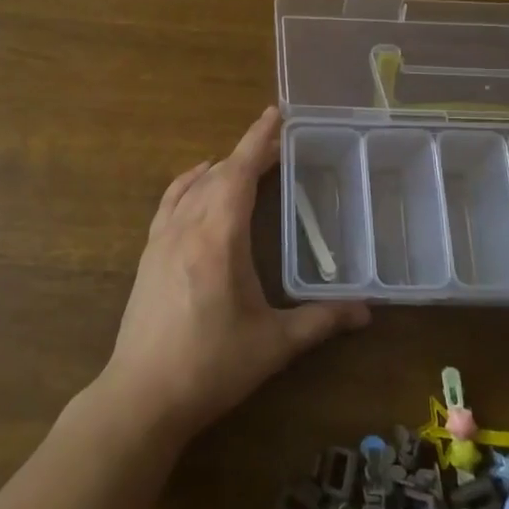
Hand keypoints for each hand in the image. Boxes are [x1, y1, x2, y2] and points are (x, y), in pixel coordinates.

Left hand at [97, 107, 369, 445]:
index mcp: (218, 238)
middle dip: (247, 153)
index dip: (258, 140)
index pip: (239, 173)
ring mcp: (161, 240)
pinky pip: (169, 203)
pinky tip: (197, 184)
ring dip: (220, 168)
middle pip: (218, 174)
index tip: (275, 113)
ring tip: (245, 162)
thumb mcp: (273, 345)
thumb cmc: (211, 366)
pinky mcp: (147, 255)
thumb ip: (320, 321)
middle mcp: (186, 227)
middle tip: (277, 143)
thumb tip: (365, 311)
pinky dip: (187, 184)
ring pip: (192, 187)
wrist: (142, 395)